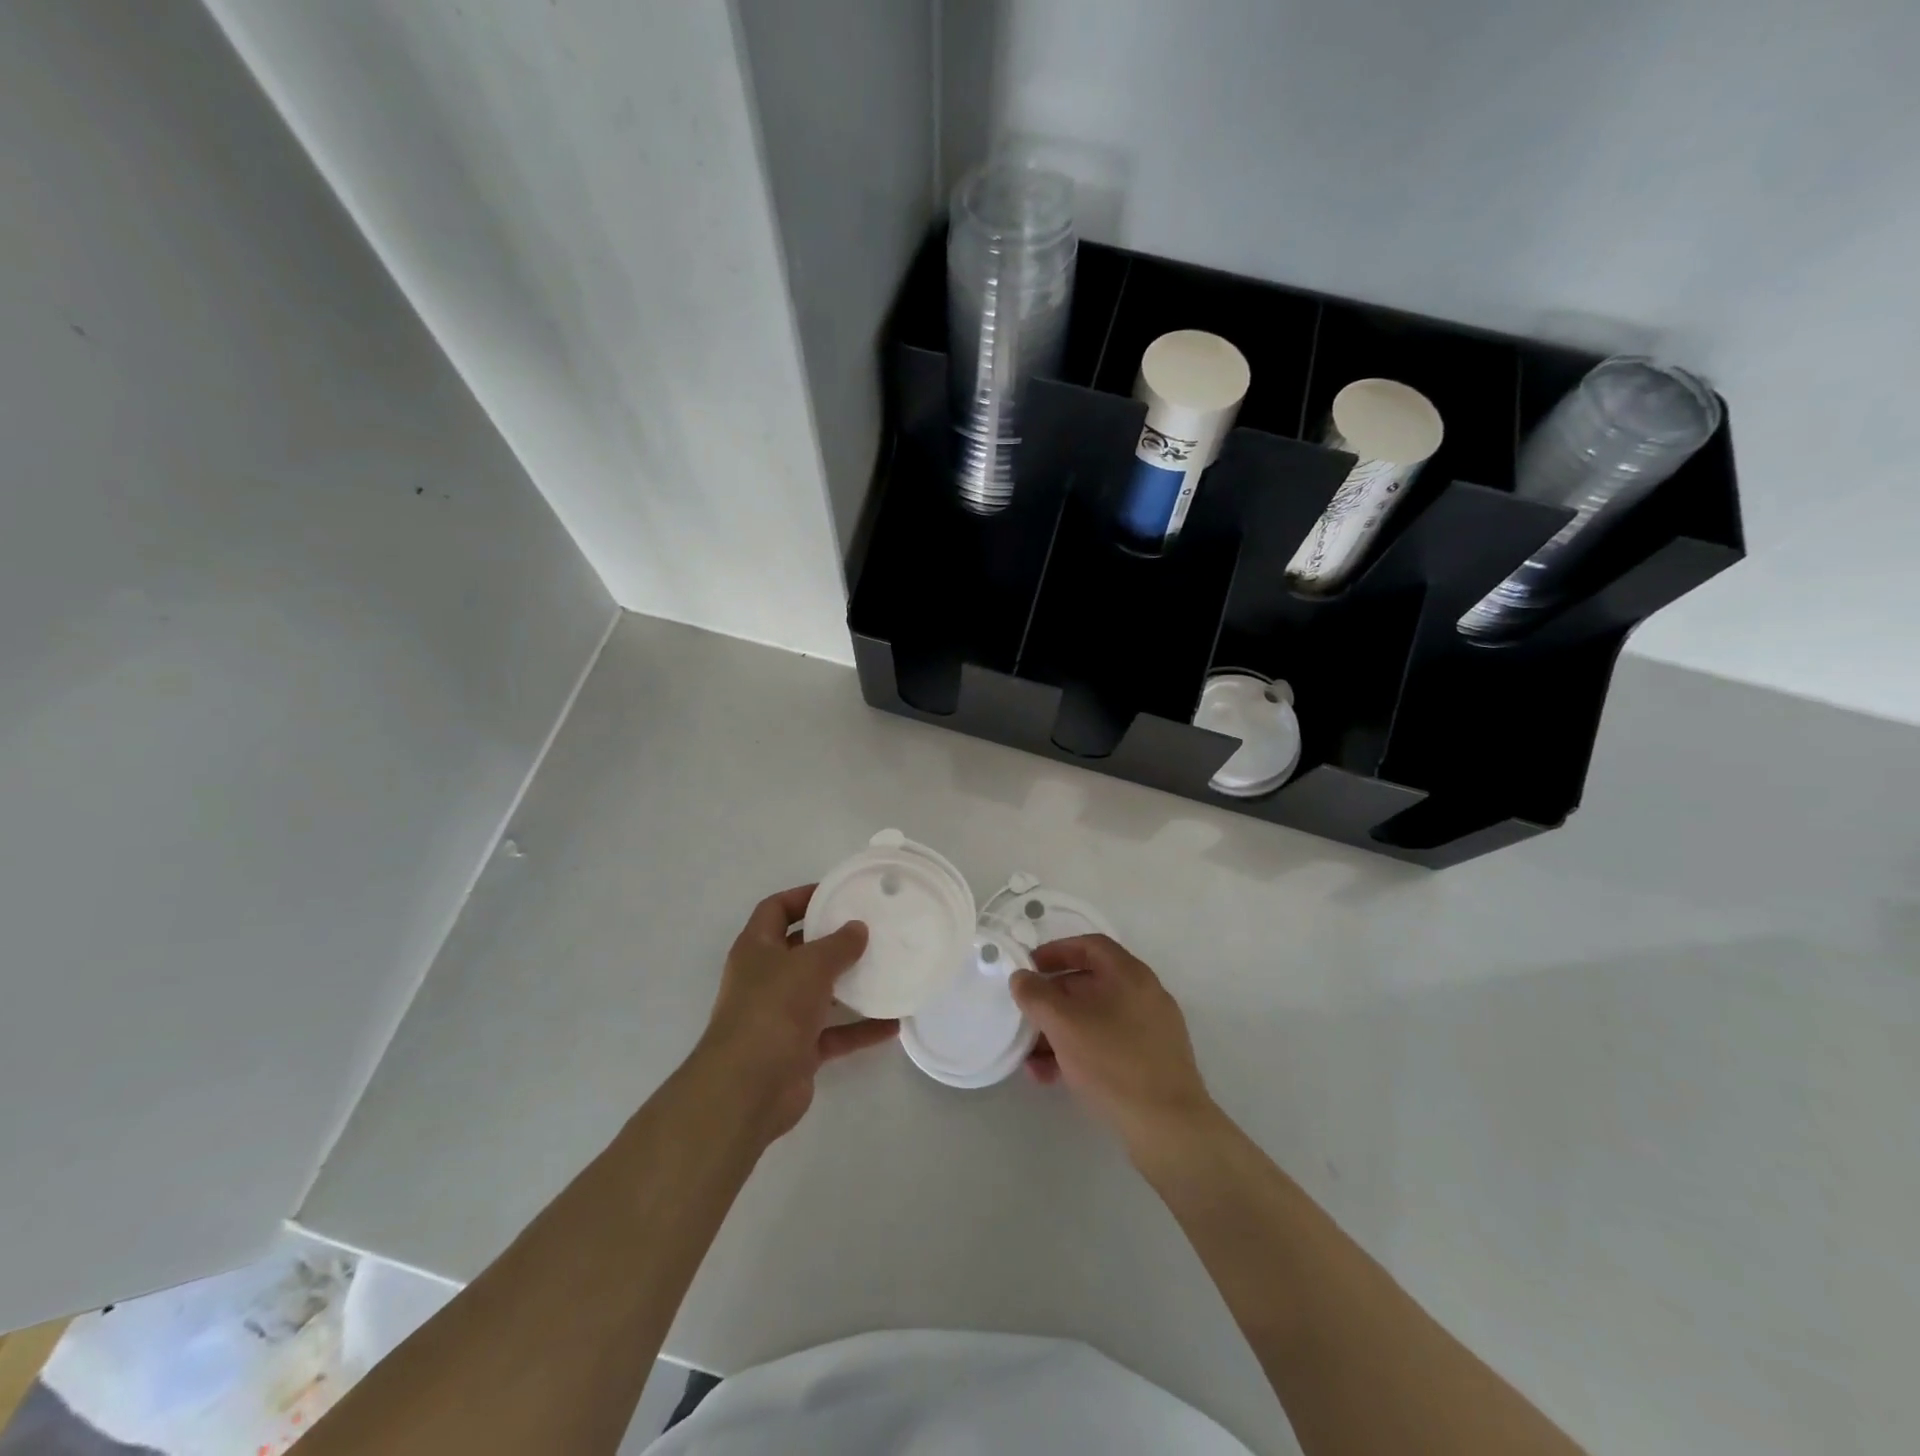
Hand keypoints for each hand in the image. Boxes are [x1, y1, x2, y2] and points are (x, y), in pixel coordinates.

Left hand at [694, 885, 897, 1143]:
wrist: (748, 1088)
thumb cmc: (773, 1009)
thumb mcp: (810, 965)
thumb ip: (838, 944)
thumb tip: (858, 928)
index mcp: (757, 949)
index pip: (776, 909)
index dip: (803, 896)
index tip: (838, 892)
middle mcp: (765, 979)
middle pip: (801, 950)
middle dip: (833, 941)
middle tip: (871, 929)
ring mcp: (780, 1016)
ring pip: (820, 993)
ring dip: (850, 985)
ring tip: (886, 970)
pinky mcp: (797, 1050)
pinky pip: (835, 1033)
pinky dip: (860, 1029)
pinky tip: (893, 1024)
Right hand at [1010, 934, 1216, 1154]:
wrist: (1169, 1128)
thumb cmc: (1114, 1063)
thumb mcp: (1064, 1025)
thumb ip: (1036, 996)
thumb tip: (1021, 978)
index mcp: (1130, 975)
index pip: (1090, 946)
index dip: (1056, 951)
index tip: (1029, 967)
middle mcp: (1144, 995)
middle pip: (1090, 984)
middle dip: (1052, 1000)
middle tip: (1025, 1016)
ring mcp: (1151, 1030)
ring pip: (1095, 1019)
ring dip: (1060, 1032)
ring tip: (1031, 1059)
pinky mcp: (1151, 1062)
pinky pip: (1107, 1044)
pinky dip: (1079, 1052)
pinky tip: (1052, 1077)